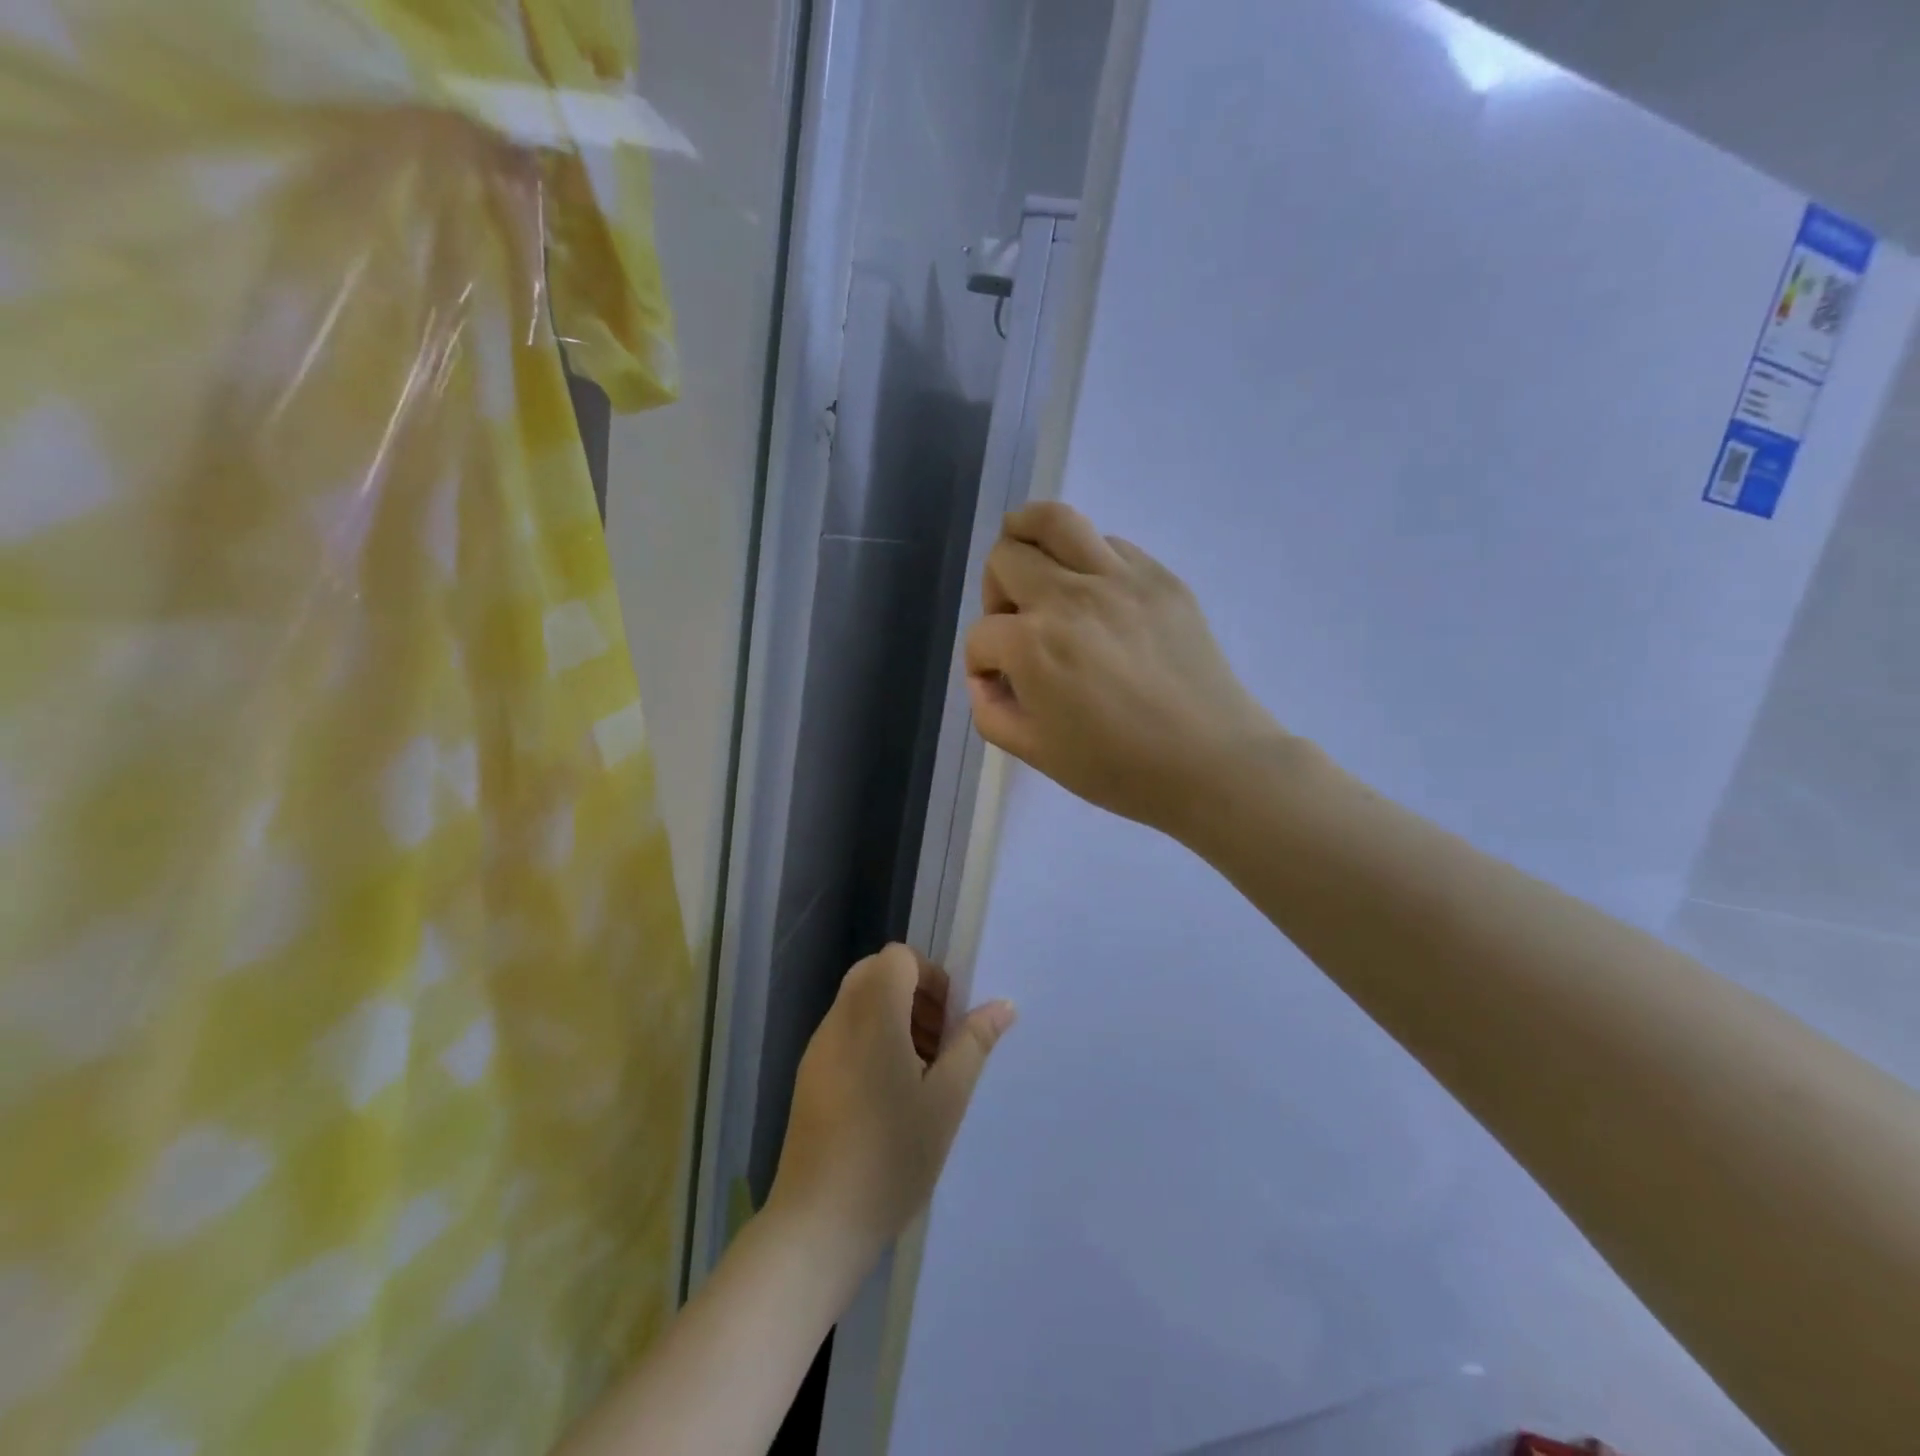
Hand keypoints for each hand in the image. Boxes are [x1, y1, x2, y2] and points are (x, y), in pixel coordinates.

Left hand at [767, 945, 1015, 1264]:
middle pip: (876, 973)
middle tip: (938, 1043)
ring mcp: (818, 1048)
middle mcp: (839, 1020)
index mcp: (872, 1014)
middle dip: (914, 995)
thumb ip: (973, 1043)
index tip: (949, 1021)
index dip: (930, 976)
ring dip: (894, 1017)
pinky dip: (872, 1040)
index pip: (898, 957)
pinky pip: (845, 1032)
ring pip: (859, 1002)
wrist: (818, 1223)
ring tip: (920, 1074)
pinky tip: (889, 1096)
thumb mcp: (946, 1099)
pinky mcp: (809, 1076)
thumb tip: (1003, 1004)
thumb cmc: (891, 1155)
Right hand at [964, 502, 1284, 834]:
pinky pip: (1107, 542)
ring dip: (1028, 537)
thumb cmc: (1118, 767)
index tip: (1000, 684)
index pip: (980, 633)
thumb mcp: (1035, 752)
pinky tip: (1096, 595)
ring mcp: (1117, 578)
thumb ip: (990, 712)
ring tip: (1036, 567)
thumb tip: (985, 677)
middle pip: (1005, 558)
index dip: (980, 662)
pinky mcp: (1158, 576)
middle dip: (994, 592)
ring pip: (1052, 519)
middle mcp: (1068, 597)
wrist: (1210, 761)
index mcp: (1032, 645)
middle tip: (1015, 624)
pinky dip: (1086, 558)